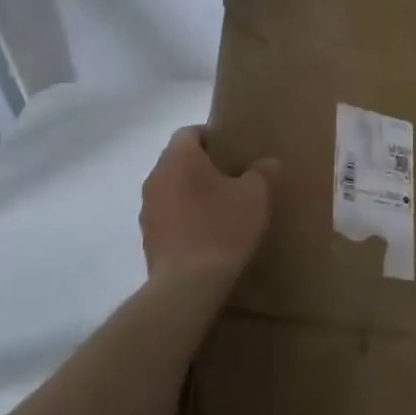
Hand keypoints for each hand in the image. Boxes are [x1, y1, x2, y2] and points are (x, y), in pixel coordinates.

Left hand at [140, 126, 277, 283]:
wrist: (188, 283)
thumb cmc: (222, 227)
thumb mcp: (255, 195)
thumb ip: (263, 172)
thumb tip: (267, 163)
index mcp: (179, 158)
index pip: (190, 132)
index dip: (213, 137)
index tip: (235, 152)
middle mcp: (156, 177)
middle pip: (180, 160)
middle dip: (205, 166)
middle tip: (235, 178)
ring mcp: (148, 208)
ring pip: (173, 188)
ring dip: (193, 193)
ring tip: (223, 208)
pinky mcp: (149, 237)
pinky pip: (169, 215)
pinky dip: (186, 217)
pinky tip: (209, 234)